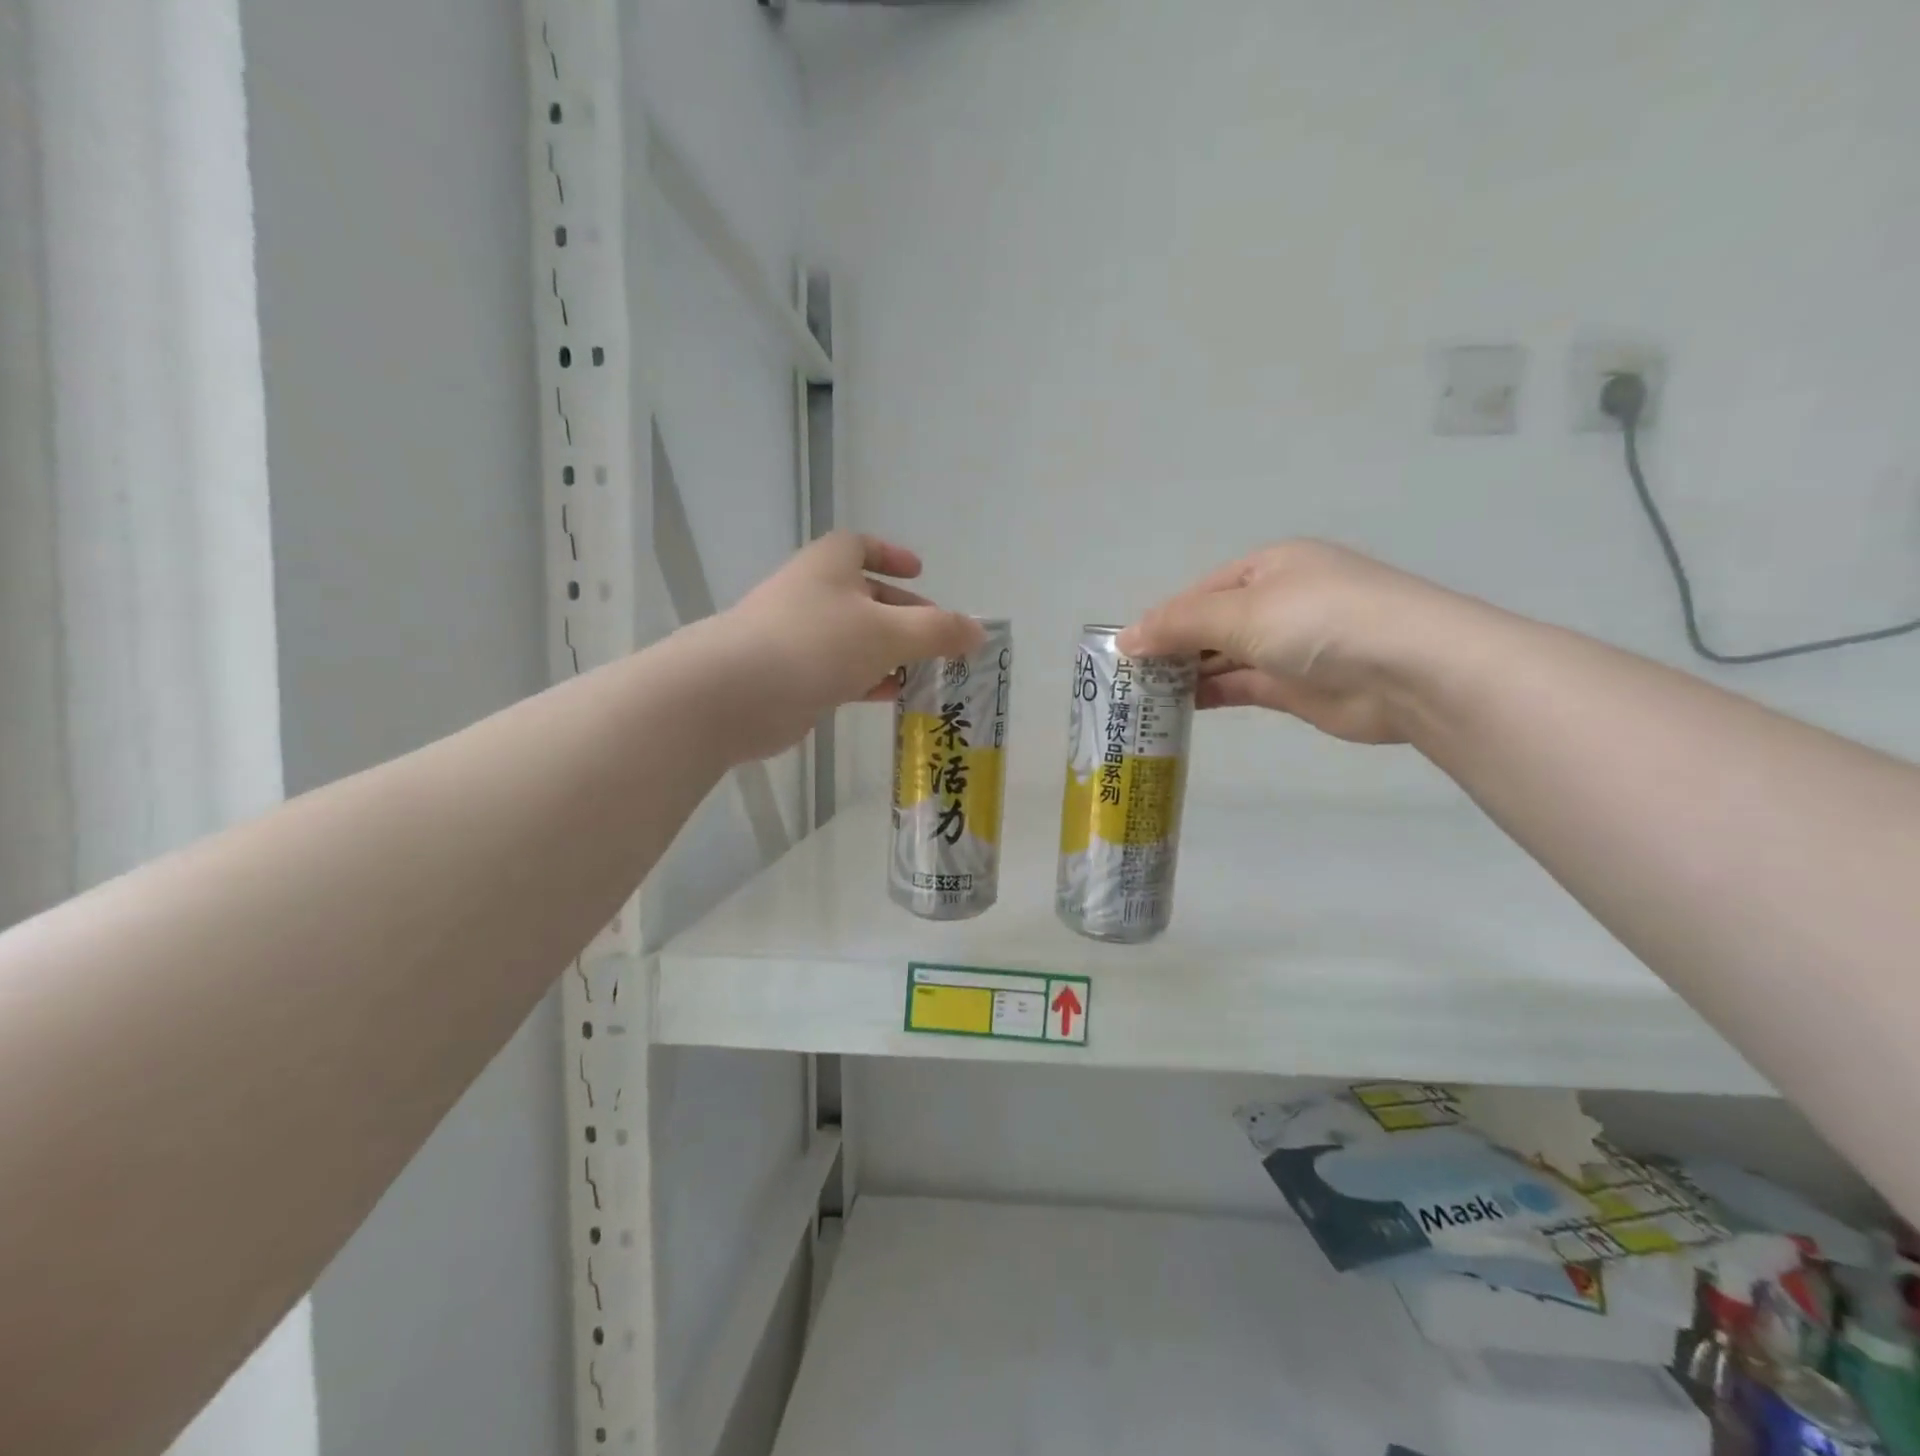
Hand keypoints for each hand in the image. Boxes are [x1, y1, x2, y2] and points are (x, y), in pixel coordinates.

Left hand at [710, 533, 982, 761]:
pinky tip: (893, 695)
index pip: (859, 546)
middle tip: (936, 636)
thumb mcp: (889, 632)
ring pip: (854, 638)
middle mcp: (811, 595)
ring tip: (926, 671)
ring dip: (889, 652)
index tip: (921, 570)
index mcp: (829, 566)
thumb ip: (938, 631)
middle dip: (902, 613)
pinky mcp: (792, 677)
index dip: (891, 554)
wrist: (737, 694)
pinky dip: (868, 679)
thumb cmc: (817, 644)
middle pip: (863, 596)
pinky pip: (839, 672)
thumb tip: (978, 632)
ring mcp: (798, 637)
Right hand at [1120, 541, 1474, 744]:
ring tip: (1143, 697)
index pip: (1200, 592)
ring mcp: (1289, 645)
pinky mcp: (1296, 687)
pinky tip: (1180, 707)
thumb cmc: (1319, 621)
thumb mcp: (1240, 612)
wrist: (1409, 670)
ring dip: (1188, 674)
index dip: (1162, 619)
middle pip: (1210, 625)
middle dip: (1172, 649)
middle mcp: (1278, 602)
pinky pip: (1242, 686)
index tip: (1126, 652)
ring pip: (1224, 658)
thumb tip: (1124, 638)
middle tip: (1129, 679)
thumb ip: (1179, 625)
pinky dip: (1212, 694)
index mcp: (1268, 567)